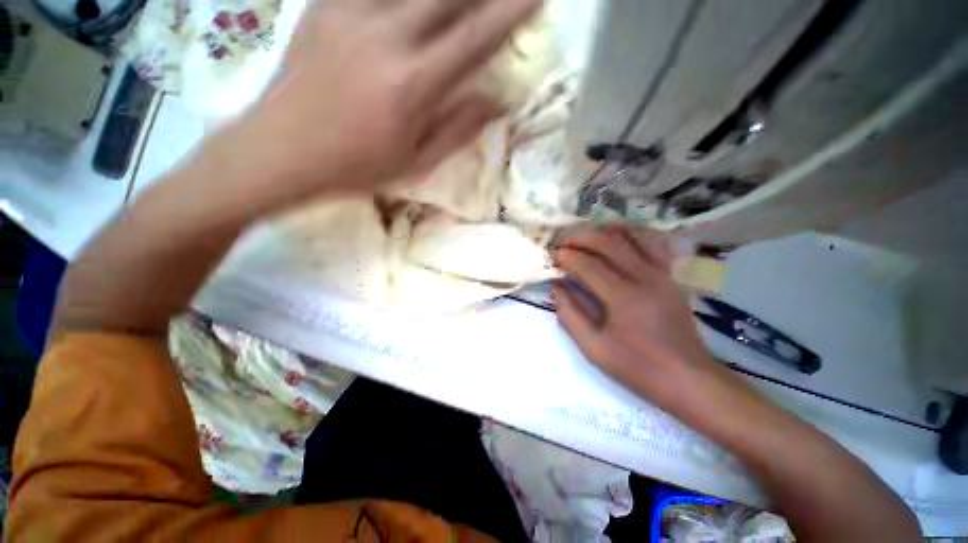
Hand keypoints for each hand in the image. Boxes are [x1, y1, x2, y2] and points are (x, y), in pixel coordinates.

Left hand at [216, 0, 539, 210]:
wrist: (282, 151)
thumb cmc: (356, 166)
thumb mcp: (415, 161)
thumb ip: (458, 128)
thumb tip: (497, 100)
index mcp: (412, 85)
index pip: (475, 38)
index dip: (511, 13)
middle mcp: (386, 35)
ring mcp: (351, 12)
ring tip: (457, 5)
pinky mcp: (325, 5)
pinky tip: (412, 9)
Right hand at [554, 225, 718, 407]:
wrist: (689, 379)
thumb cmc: (638, 367)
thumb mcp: (594, 348)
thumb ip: (571, 315)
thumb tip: (557, 288)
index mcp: (623, 297)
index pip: (589, 264)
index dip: (568, 256)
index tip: (554, 256)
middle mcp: (645, 277)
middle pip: (609, 242)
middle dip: (582, 237)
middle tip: (564, 242)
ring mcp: (663, 273)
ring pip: (632, 237)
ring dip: (605, 231)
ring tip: (586, 235)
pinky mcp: (672, 276)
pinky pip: (652, 244)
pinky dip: (633, 234)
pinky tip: (619, 236)